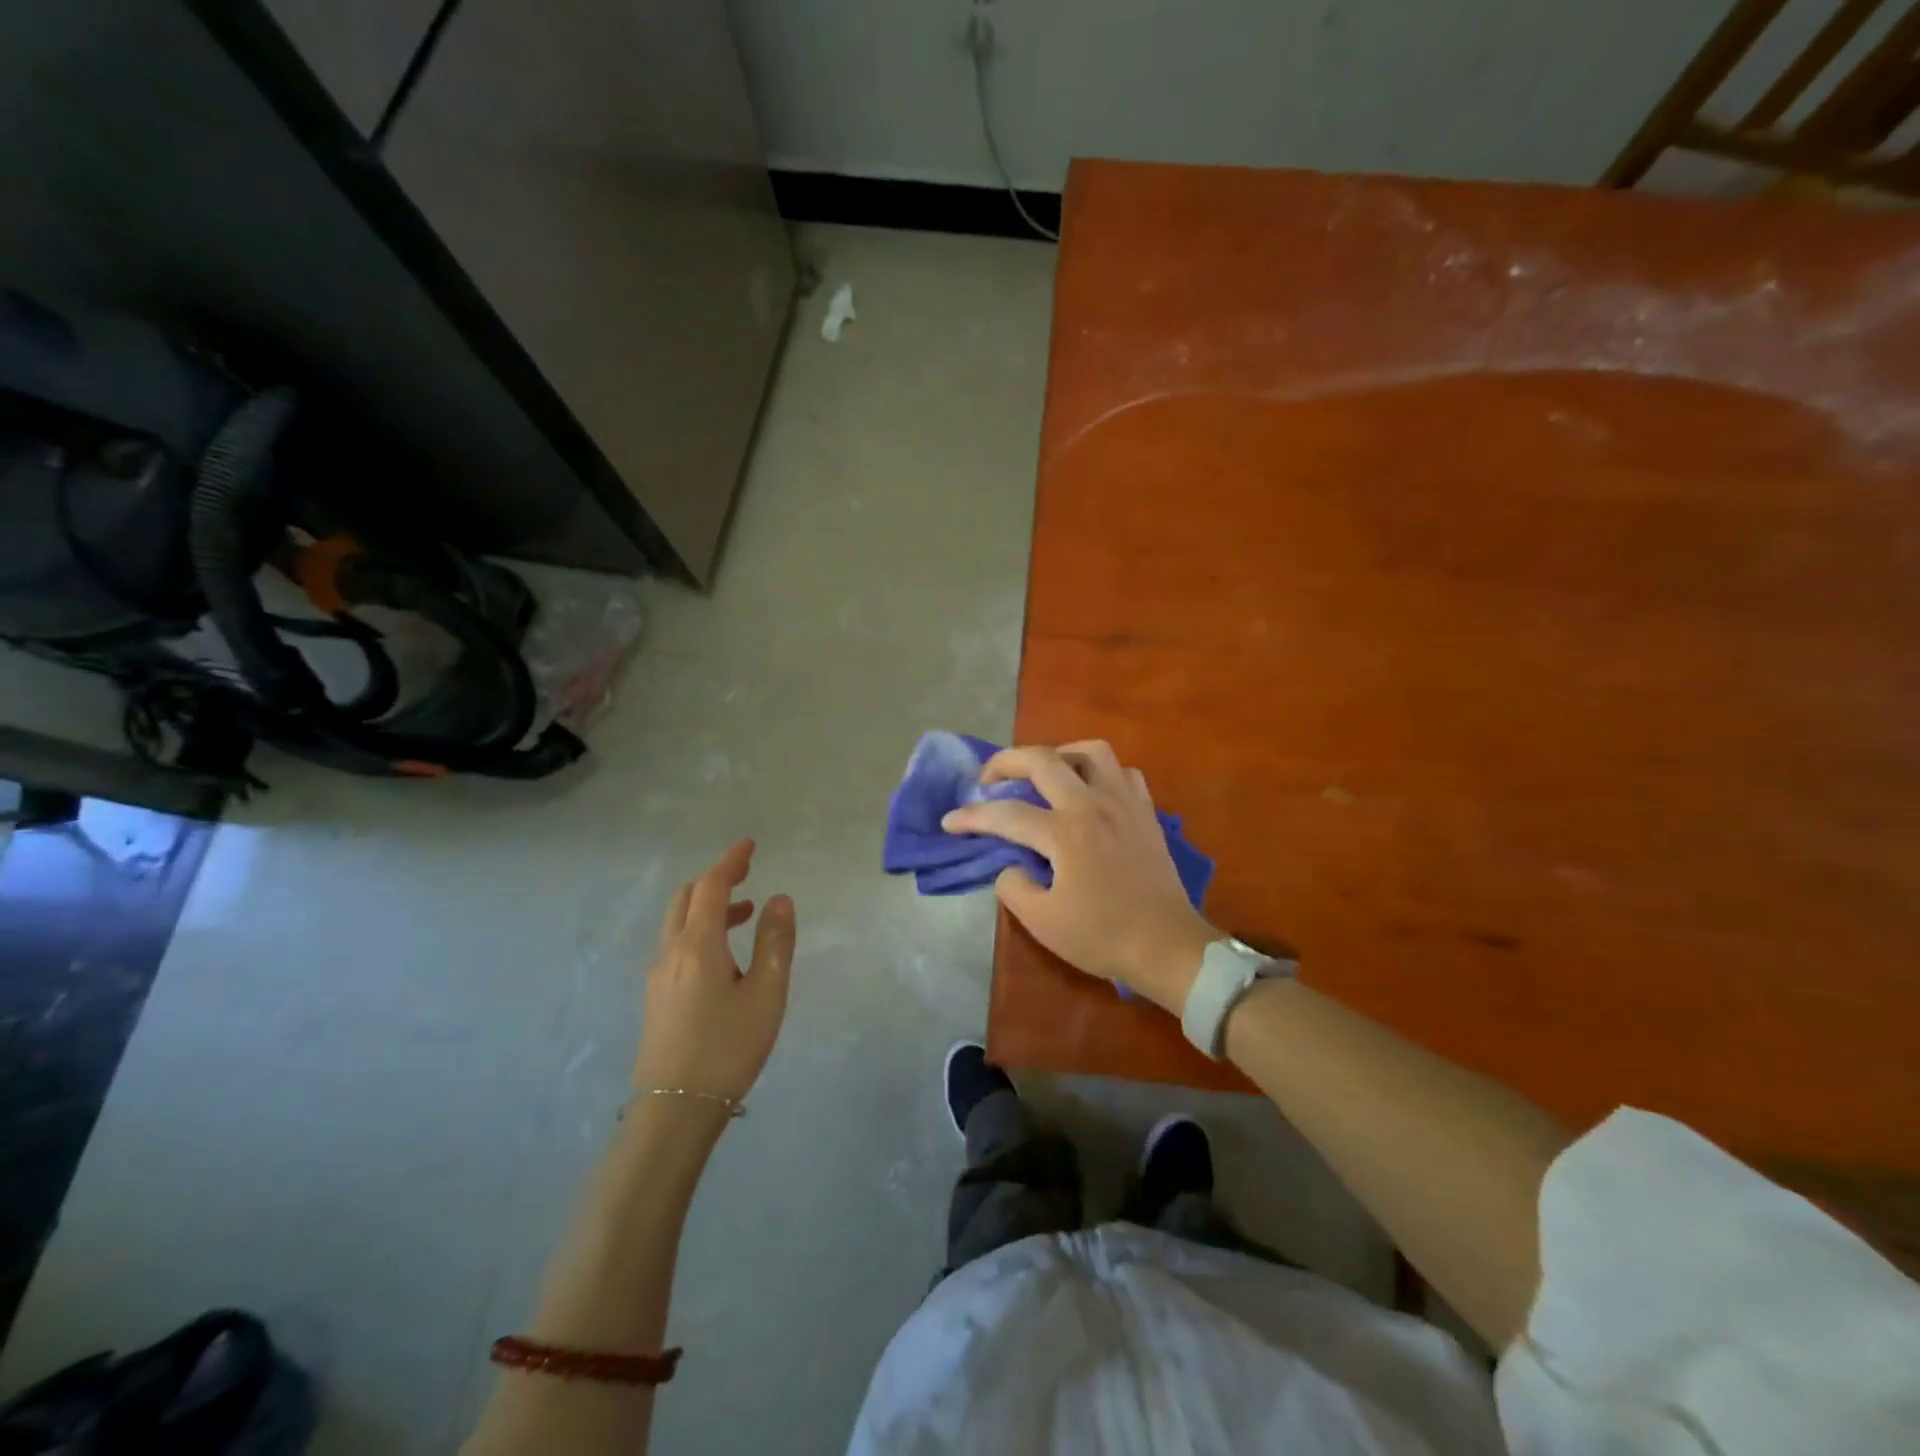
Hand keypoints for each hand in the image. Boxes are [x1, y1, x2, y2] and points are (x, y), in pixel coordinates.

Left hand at [632, 839, 796, 1100]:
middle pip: (687, 898)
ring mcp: (659, 975)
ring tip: (745, 913)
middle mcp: (671, 952)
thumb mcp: (766, 994)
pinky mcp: (657, 996)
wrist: (675, 1110)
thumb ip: (775, 941)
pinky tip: (724, 953)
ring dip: (709, 905)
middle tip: (747, 872)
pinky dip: (700, 929)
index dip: (731, 861)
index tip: (750, 844)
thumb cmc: (728, 1048)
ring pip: (679, 921)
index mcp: (698, 945)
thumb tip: (779, 899)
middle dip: (716, 878)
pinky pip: (676, 943)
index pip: (712, 887)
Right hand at [942, 742, 1215, 1012]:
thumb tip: (1010, 865)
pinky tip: (1089, 791)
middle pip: (1042, 760)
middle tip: (988, 779)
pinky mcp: (1145, 811)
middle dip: (1005, 762)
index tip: (950, 822)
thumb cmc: (1103, 936)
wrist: (1167, 945)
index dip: (972, 816)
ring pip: (1090, 751)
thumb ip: (1014, 887)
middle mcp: (1092, 805)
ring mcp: (1123, 802)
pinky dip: (1100, 772)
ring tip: (1043, 774)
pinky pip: (1122, 772)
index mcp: (1065, 833)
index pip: (1006, 814)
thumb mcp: (1043, 922)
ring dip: (1058, 754)